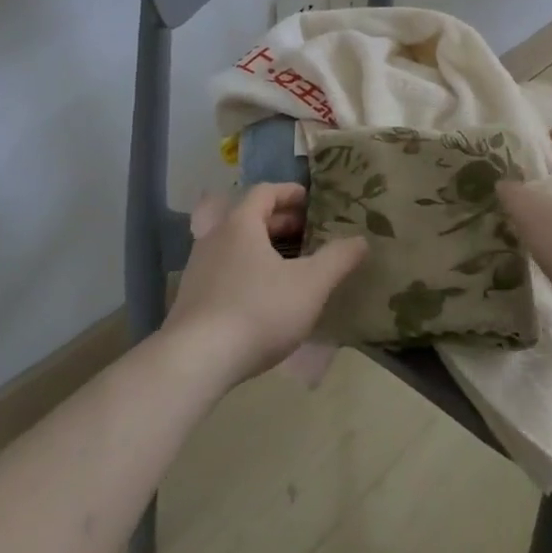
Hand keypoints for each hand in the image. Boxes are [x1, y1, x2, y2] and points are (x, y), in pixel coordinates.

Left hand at [163, 183, 367, 386]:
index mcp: (241, 224)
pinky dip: (247, 271)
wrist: (195, 361)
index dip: (290, 193)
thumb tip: (361, 240)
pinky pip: (224, 271)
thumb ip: (338, 259)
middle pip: (248, 217)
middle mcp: (214, 237)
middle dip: (280, 221)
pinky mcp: (191, 299)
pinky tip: (263, 297)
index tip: (311, 202)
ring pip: (235, 245)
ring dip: (262, 248)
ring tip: (289, 265)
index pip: (265, 191)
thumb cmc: (258, 310)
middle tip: (307, 233)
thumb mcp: (310, 285)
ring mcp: (198, 268)